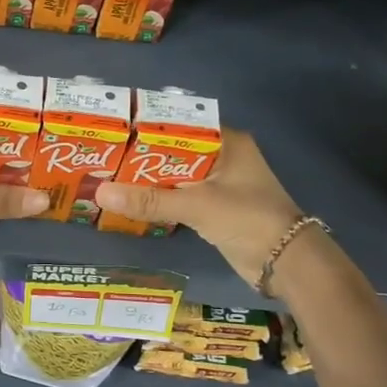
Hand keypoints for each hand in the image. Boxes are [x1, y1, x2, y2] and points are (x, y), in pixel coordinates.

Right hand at [95, 129, 304, 291]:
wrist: (285, 262)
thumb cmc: (247, 219)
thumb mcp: (196, 205)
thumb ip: (150, 200)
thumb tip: (100, 192)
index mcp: (226, 142)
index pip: (179, 125)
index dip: (147, 127)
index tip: (113, 131)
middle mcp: (223, 157)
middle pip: (173, 151)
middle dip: (141, 157)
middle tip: (101, 157)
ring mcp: (220, 184)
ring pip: (175, 176)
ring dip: (148, 181)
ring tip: (108, 177)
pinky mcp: (215, 208)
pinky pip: (180, 197)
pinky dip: (160, 200)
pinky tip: (132, 202)